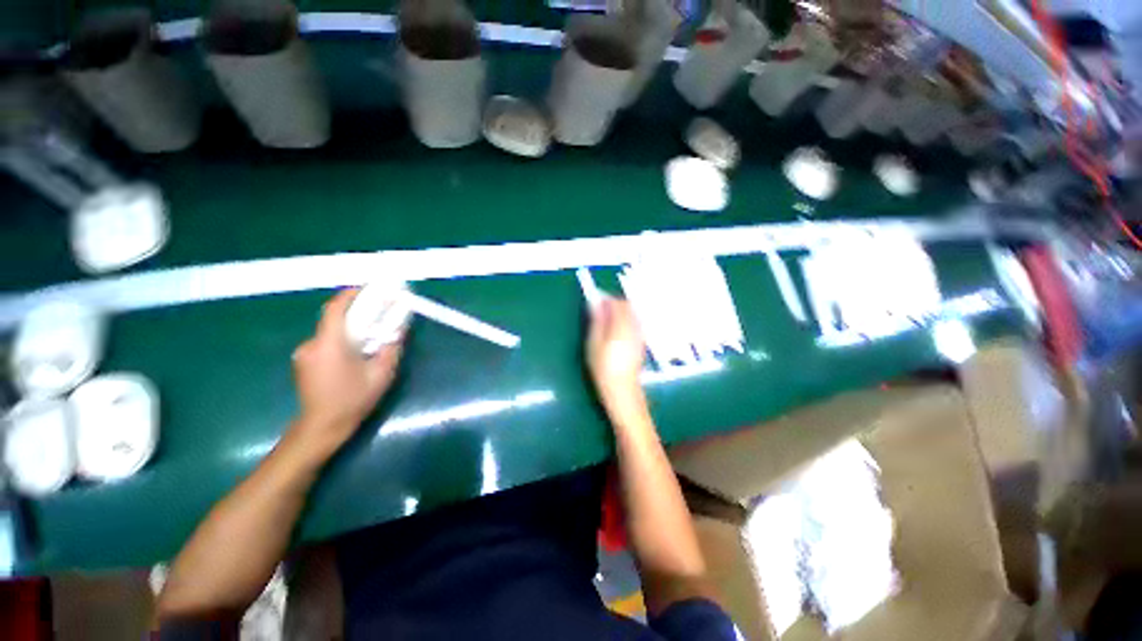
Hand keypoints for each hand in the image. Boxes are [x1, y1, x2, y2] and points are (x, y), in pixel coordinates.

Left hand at [291, 289, 404, 451]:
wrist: (322, 427)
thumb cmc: (353, 400)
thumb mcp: (381, 374)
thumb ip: (391, 348)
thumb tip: (399, 330)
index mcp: (329, 344)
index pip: (335, 309)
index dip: (350, 294)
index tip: (367, 288)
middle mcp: (311, 344)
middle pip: (333, 319)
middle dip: (356, 313)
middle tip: (377, 313)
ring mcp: (304, 354)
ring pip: (329, 332)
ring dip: (349, 328)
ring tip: (370, 335)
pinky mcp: (303, 363)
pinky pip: (324, 342)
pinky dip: (340, 340)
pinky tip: (354, 351)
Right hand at [587, 298, 646, 418]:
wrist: (622, 390)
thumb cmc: (603, 368)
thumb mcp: (594, 344)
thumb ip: (597, 321)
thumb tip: (596, 303)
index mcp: (622, 326)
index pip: (618, 303)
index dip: (607, 299)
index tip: (596, 300)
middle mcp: (635, 327)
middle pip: (628, 306)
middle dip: (614, 303)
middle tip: (600, 309)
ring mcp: (640, 335)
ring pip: (632, 314)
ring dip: (620, 311)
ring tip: (606, 320)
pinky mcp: (640, 342)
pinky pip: (635, 323)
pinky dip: (625, 320)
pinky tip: (616, 331)